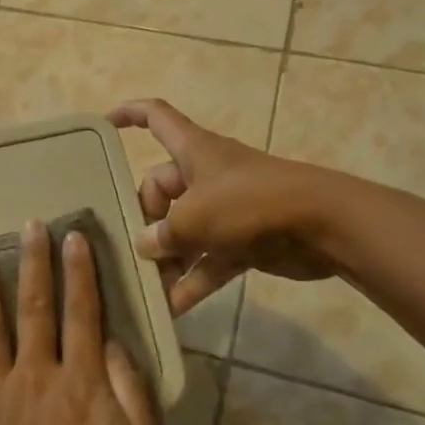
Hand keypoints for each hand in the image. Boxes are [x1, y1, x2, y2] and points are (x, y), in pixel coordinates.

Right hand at [108, 98, 345, 314]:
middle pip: (160, 188)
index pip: (155, 116)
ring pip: (184, 230)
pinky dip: (194, 280)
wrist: (321, 224)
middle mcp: (205, 174)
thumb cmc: (249, 203)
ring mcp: (226, 207)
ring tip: (145, 288)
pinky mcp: (244, 239)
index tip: (103, 125)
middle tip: (131, 252)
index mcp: (192, 150)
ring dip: (168, 258)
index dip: (128, 114)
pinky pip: (209, 259)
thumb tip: (146, 246)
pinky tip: (173, 309)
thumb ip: (163, 234)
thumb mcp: (194, 217)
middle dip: (145, 220)